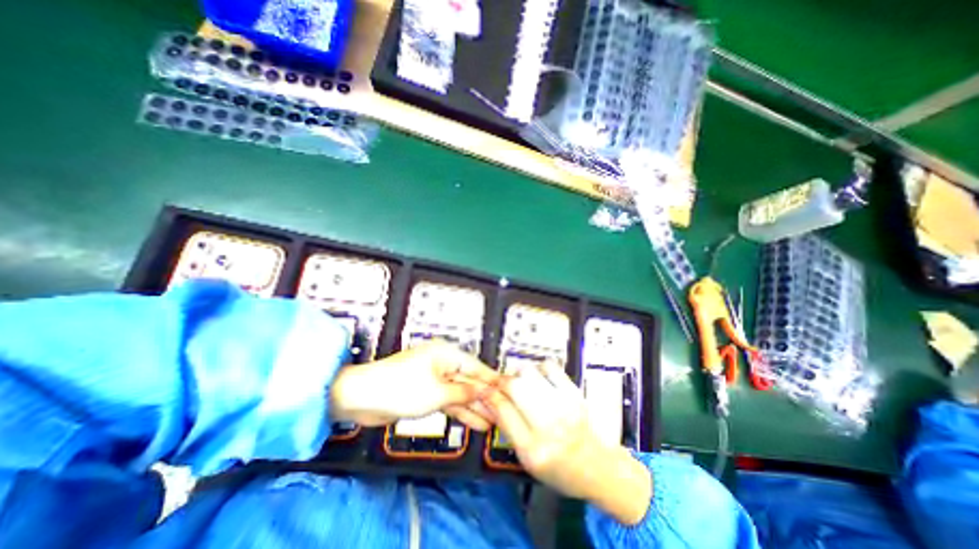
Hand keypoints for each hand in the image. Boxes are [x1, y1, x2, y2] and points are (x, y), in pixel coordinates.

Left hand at [332, 340, 498, 431]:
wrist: (361, 397)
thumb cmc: (401, 388)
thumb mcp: (437, 392)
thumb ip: (464, 392)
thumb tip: (485, 390)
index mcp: (446, 354)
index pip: (476, 367)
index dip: (492, 380)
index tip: (509, 391)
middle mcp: (443, 363)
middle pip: (469, 381)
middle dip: (484, 397)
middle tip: (503, 413)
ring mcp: (435, 379)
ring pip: (460, 393)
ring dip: (474, 407)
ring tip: (492, 422)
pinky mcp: (426, 393)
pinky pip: (448, 400)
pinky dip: (459, 411)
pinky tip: (473, 422)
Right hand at [485, 362, 652, 524]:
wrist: (600, 467)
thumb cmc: (561, 470)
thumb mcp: (528, 461)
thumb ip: (508, 429)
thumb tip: (490, 400)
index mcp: (532, 449)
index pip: (502, 410)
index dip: (489, 395)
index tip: (484, 390)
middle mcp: (548, 426)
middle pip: (514, 386)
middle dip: (501, 381)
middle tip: (501, 384)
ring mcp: (564, 406)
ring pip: (529, 373)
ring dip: (518, 373)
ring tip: (520, 381)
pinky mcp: (575, 393)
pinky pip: (549, 367)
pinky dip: (538, 368)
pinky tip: (538, 377)